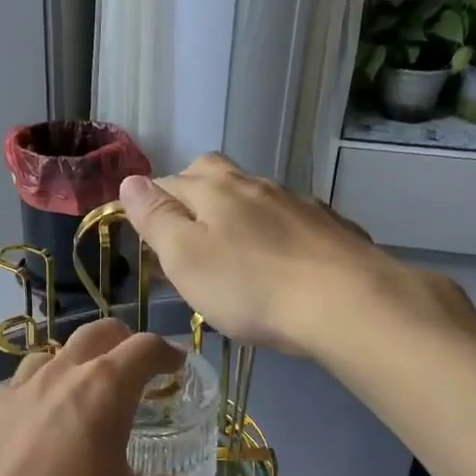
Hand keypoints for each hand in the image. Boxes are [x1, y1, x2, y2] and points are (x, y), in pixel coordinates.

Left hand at [0, 319, 198, 475]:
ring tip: (86, 393)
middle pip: (95, 334)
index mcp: (102, 391)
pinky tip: (40, 425)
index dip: (165, 352)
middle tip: (136, 367)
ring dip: (77, 362)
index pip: (142, 349)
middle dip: (122, 342)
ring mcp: (14, 392)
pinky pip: (20, 385)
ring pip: (52, 354)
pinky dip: (40, 390)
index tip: (176, 366)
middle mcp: (57, 377)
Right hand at [119, 153, 475, 357]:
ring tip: (232, 250)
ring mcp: (296, 202)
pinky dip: (274, 231)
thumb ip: (156, 218)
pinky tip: (280, 259)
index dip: (150, 202)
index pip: (167, 181)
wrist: (345, 302)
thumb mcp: (185, 257)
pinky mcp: (328, 227)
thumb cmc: (249, 286)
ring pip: (254, 194)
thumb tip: (130, 181)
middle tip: (185, 230)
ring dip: (236, 212)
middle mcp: (254, 184)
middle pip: (213, 172)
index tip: (146, 233)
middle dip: (192, 192)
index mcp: (213, 189)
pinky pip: (290, 218)